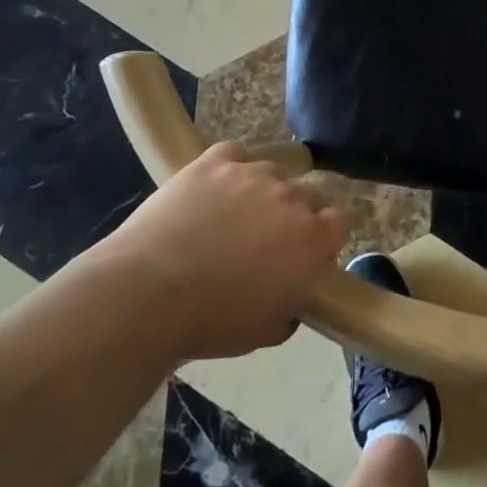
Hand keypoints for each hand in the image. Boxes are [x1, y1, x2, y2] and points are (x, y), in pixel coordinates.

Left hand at [95, 142, 348, 359]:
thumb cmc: (213, 321)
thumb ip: (292, 303)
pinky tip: (210, 189)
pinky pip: (232, 156)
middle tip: (262, 241)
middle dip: (291, 215)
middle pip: (305, 195)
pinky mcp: (214, 161)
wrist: (148, 293)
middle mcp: (291, 197)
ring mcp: (252, 173)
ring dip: (259, 192)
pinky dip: (227, 170)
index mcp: (312, 238)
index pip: (339, 221)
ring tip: (228, 216)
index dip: (322, 236)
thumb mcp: (267, 330)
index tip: (304, 254)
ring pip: (270, 173)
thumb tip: (291, 293)